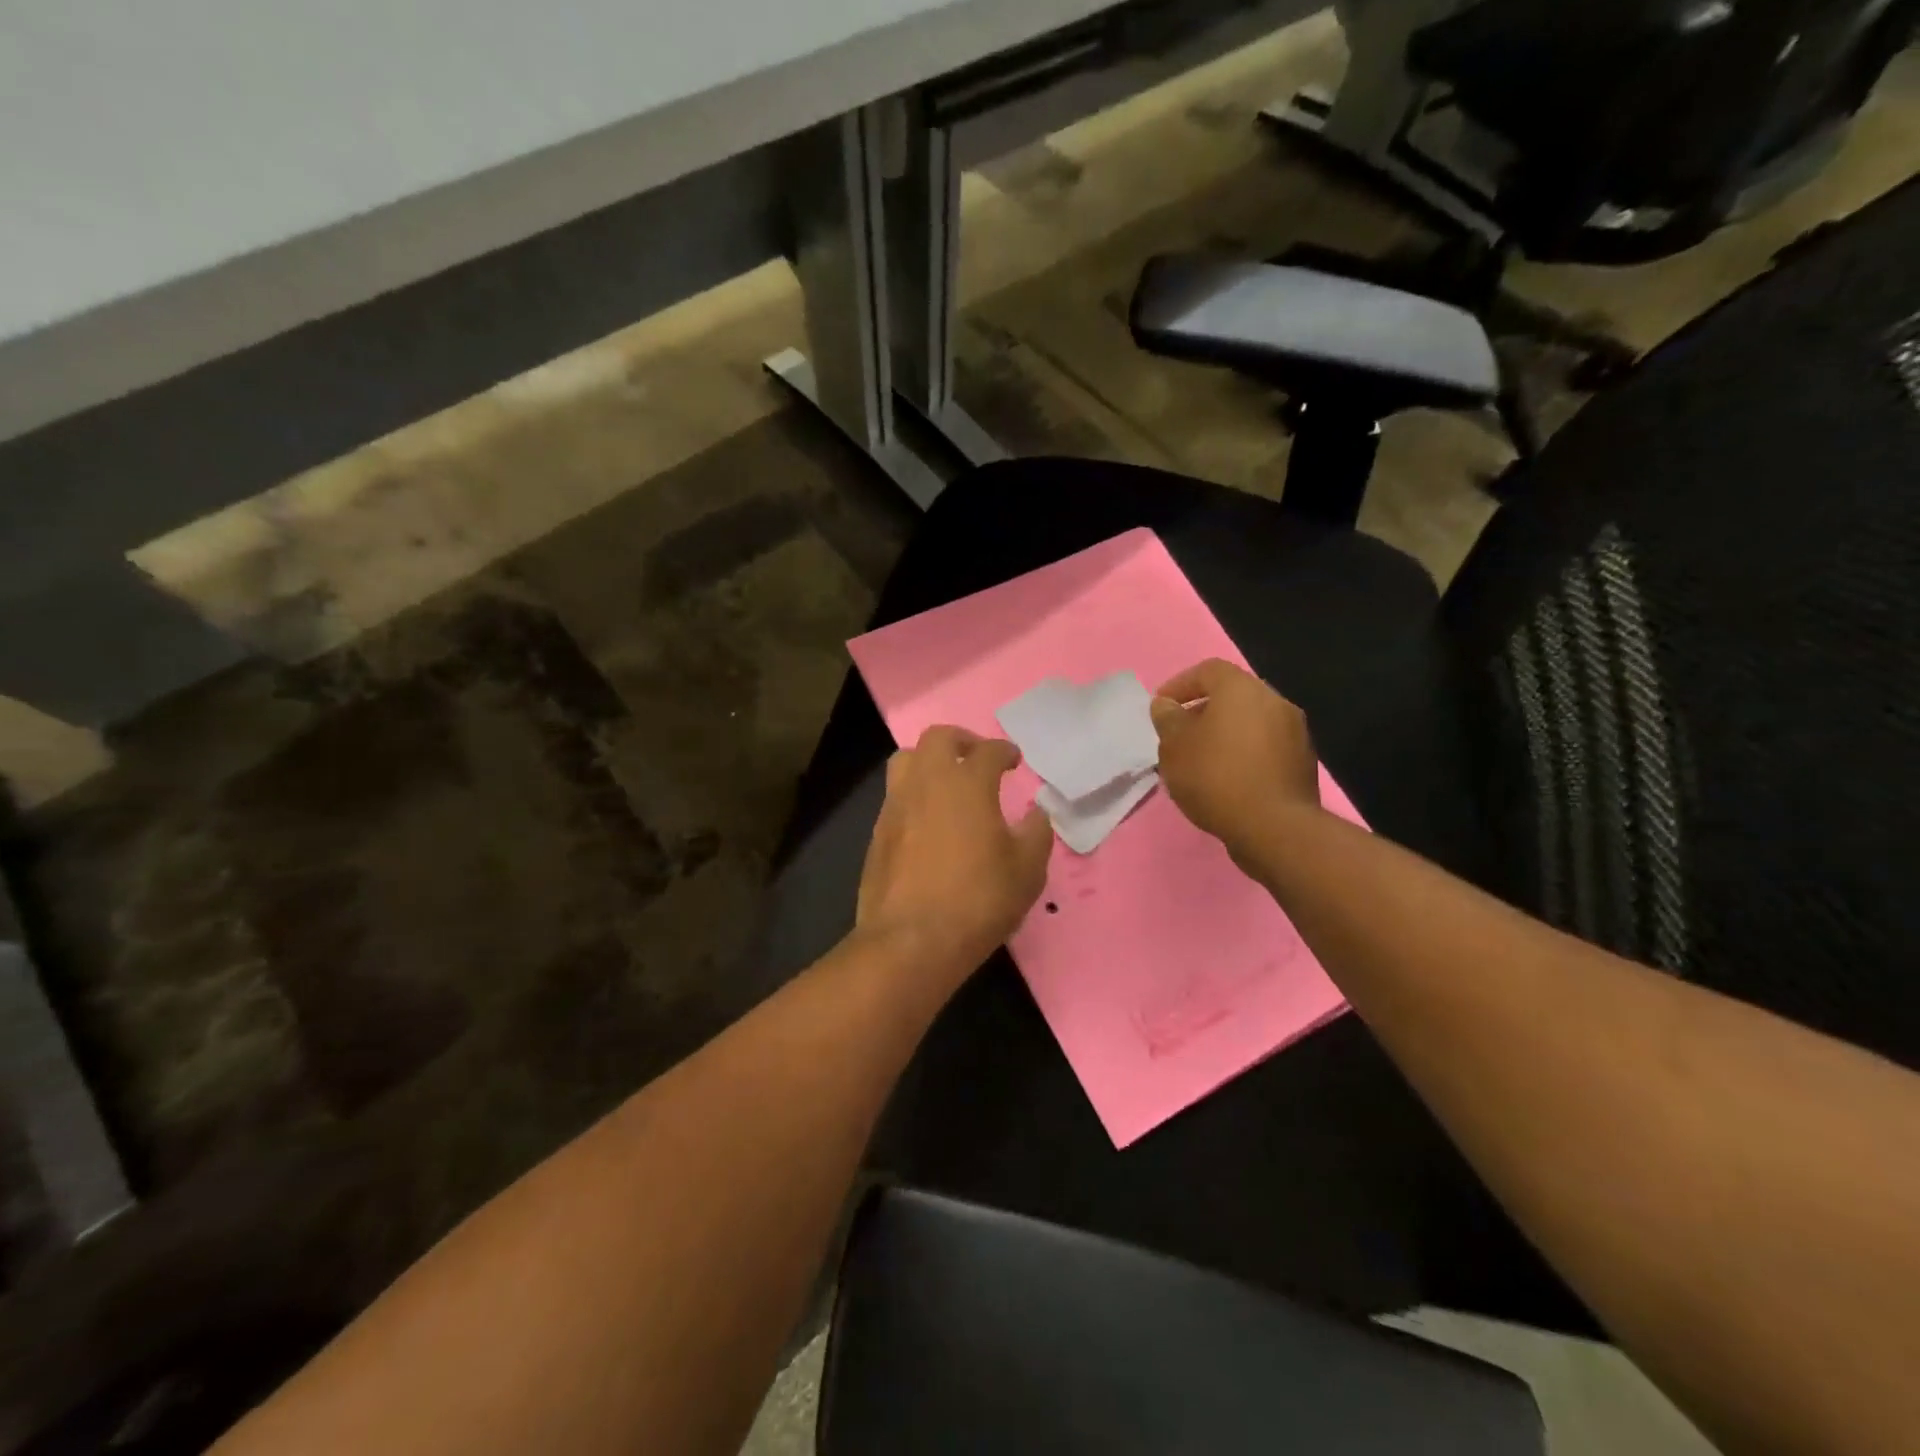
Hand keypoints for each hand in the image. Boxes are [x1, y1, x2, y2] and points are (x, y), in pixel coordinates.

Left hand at [855, 725, 1054, 983]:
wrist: (910, 941)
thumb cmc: (978, 901)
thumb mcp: (1027, 870)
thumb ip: (1036, 833)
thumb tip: (1036, 812)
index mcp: (967, 784)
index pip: (987, 751)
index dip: (1004, 751)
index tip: (1013, 759)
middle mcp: (926, 783)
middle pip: (938, 738)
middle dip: (961, 740)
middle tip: (977, 757)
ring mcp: (896, 806)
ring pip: (906, 760)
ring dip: (929, 761)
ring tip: (947, 783)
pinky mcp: (877, 833)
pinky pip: (895, 796)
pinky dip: (914, 794)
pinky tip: (927, 821)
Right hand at [1150, 659, 1319, 859]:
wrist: (1274, 827)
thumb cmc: (1215, 777)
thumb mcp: (1174, 747)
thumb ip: (1168, 719)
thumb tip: (1166, 705)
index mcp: (1242, 689)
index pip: (1208, 670)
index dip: (1180, 684)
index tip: (1162, 707)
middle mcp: (1274, 701)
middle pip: (1233, 695)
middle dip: (1204, 710)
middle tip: (1181, 734)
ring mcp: (1295, 731)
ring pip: (1252, 721)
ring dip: (1226, 733)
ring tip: (1202, 759)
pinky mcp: (1303, 761)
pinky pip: (1266, 746)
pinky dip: (1245, 753)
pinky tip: (1228, 778)